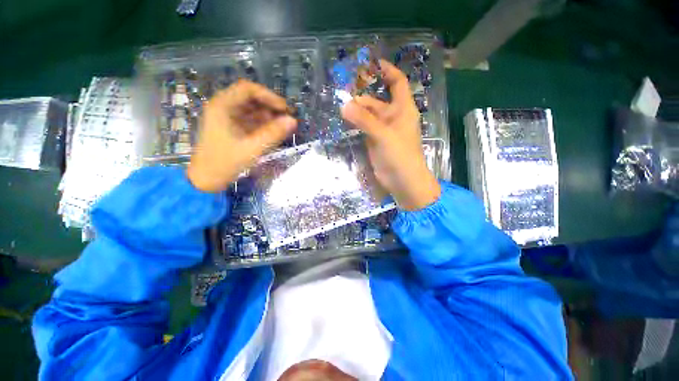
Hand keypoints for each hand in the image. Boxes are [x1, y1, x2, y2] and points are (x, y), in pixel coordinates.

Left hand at [187, 80, 296, 192]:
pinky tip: (275, 132)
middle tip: (288, 118)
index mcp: (222, 106)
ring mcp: (228, 118)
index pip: (247, 89)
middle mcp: (224, 107)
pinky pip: (251, 120)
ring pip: (252, 110)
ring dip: (269, 116)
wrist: (207, 180)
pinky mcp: (232, 128)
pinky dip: (264, 124)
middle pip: (251, 98)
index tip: (285, 109)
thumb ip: (273, 134)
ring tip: (284, 126)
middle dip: (271, 107)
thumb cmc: (225, 163)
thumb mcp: (252, 148)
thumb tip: (293, 120)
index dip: (268, 96)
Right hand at [341, 60, 440, 210]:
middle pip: (378, 100)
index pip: (397, 83)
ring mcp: (383, 130)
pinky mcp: (376, 141)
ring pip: (369, 115)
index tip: (371, 64)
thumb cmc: (400, 155)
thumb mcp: (383, 135)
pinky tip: (345, 119)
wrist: (403, 181)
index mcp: (402, 109)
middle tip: (343, 89)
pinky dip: (356, 123)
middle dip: (363, 95)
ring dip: (357, 110)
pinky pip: (365, 127)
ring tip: (340, 105)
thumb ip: (364, 120)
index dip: (387, 71)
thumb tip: (344, 105)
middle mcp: (393, 117)